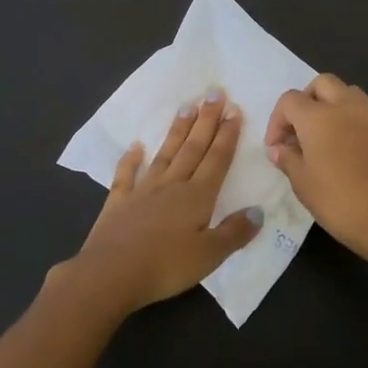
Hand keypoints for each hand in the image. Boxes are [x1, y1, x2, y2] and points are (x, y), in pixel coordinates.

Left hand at [67, 91, 262, 313]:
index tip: (234, 109)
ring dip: (177, 131)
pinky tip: (135, 146)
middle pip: (193, 148)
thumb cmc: (164, 267)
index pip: (217, 159)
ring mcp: (143, 191)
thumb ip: (234, 232)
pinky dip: (130, 159)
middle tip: (213, 93)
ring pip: (165, 154)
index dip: (227, 135)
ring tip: (186, 107)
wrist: (109, 274)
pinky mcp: (118, 202)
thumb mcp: (209, 256)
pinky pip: (126, 175)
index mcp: (197, 196)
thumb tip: (258, 210)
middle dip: (206, 120)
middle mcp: (172, 185)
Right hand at [265, 73, 367, 263]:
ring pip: (350, 93)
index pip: (290, 100)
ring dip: (334, 106)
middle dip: (307, 100)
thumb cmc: (340, 203)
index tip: (277, 146)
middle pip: (322, 84)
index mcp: (319, 117)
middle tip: (302, 130)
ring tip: (329, 137)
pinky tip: (355, 152)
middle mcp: (347, 106)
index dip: (277, 120)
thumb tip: (279, 148)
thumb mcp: (303, 184)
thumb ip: (288, 159)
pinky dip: (356, 123)